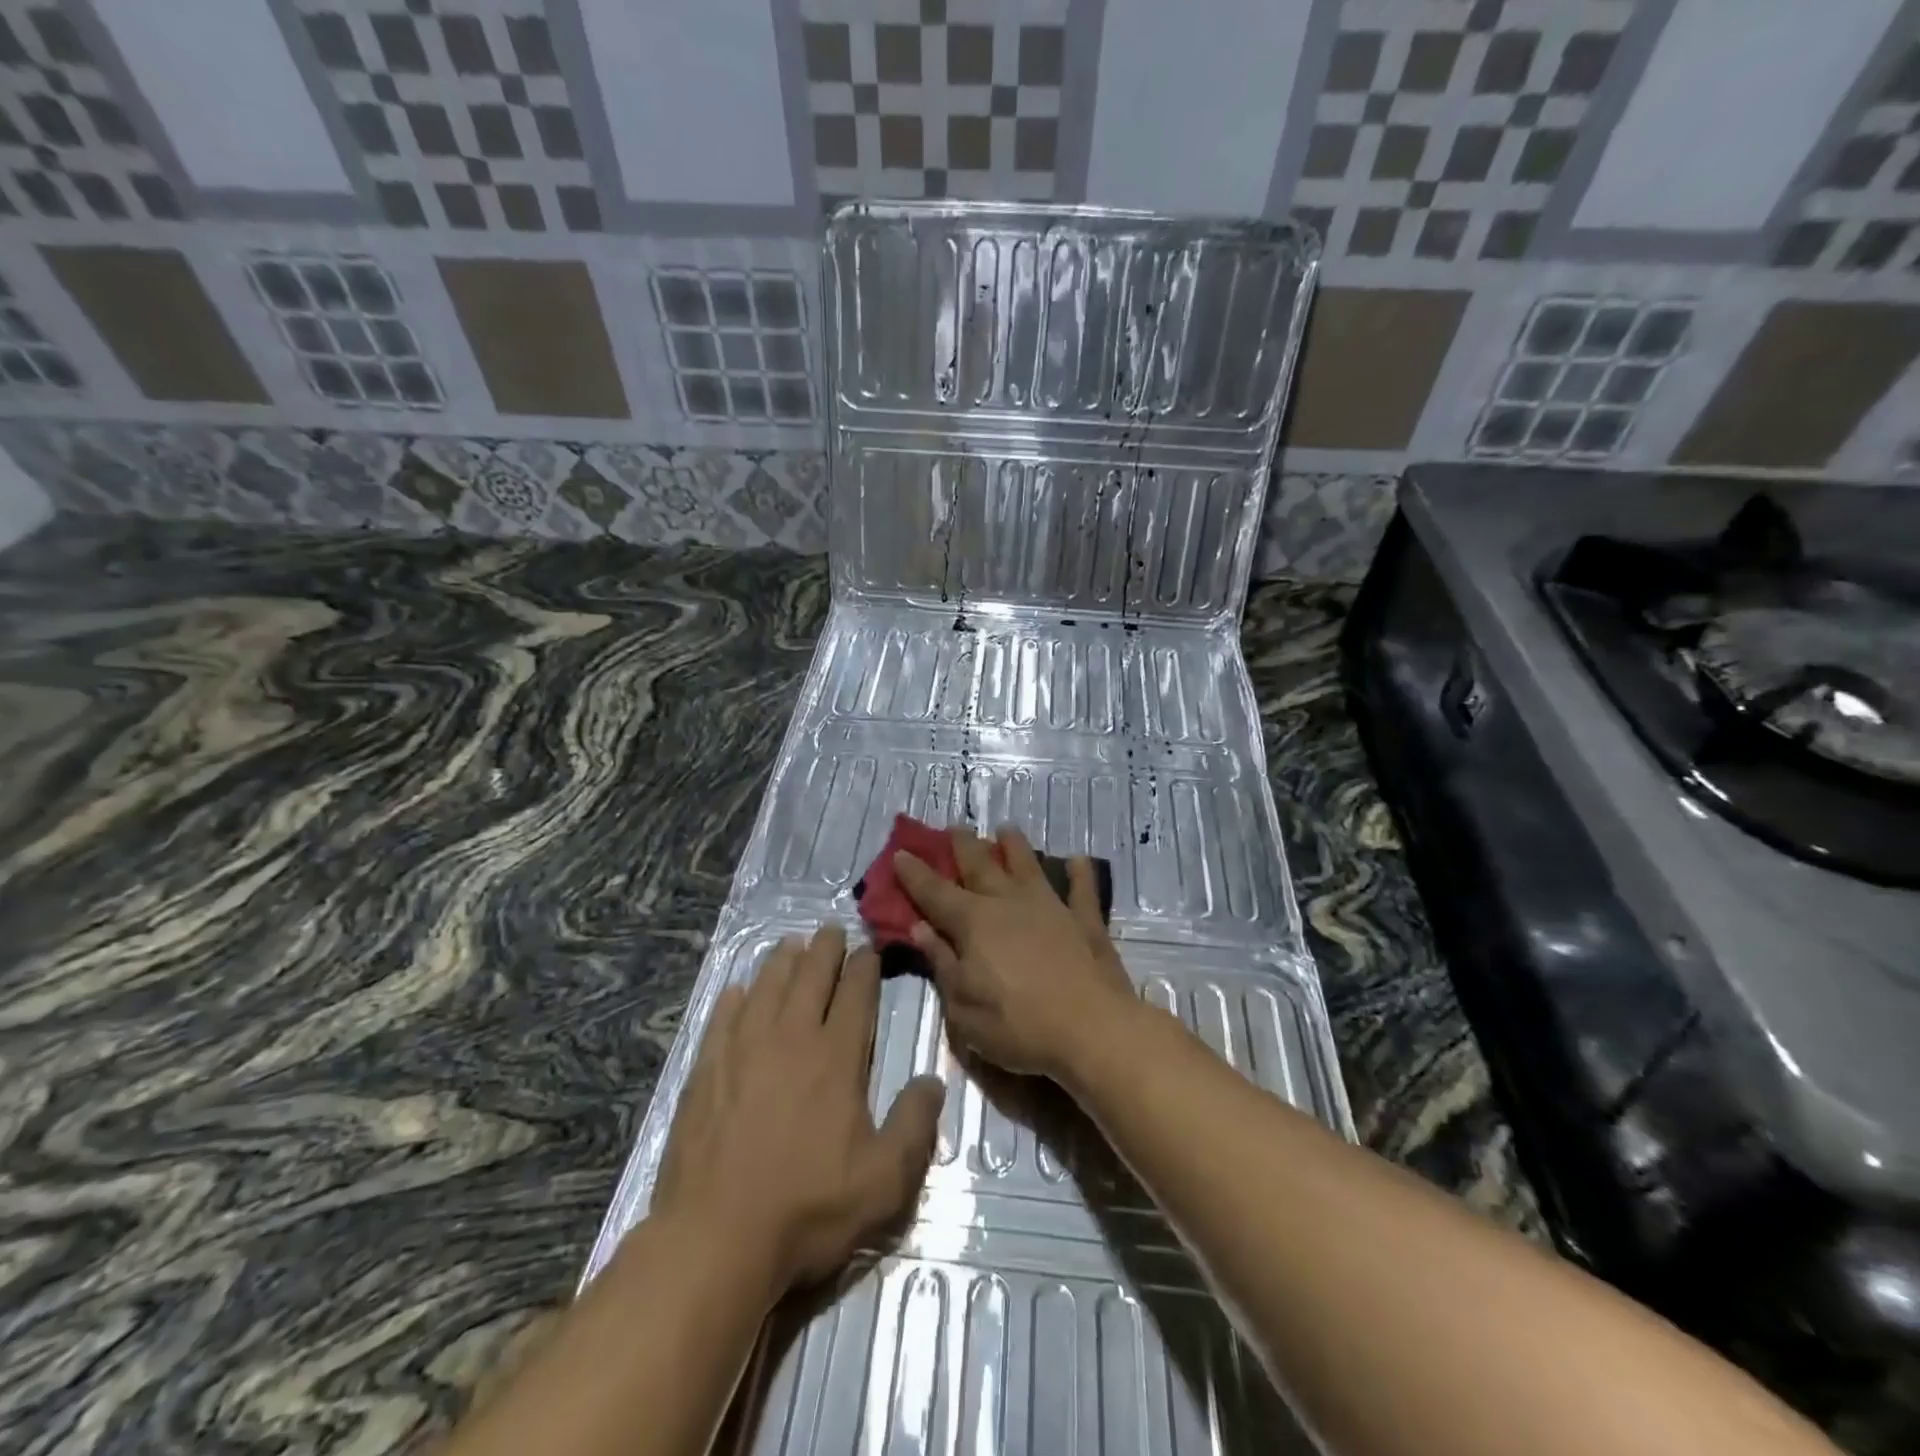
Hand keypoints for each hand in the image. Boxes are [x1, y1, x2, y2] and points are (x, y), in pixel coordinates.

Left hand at [650, 925, 944, 1296]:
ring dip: (782, 961)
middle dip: (825, 949)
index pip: (855, 995)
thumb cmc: (807, 1208)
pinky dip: (734, 998)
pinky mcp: (706, 1070)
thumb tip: (933, 1080)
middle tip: (831, 930)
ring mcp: (743, 1050)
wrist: (715, 1238)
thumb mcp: (884, 1180)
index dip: (864, 968)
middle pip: (810, 977)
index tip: (869, 949)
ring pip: (767, 987)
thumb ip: (915, 1125)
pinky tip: (738, 989)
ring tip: (791, 944)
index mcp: (836, 1057)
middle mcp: (791, 1038)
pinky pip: (722, 1018)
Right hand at [893, 826, 1135, 1080]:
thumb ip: (942, 963)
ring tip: (1006, 828)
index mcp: (973, 923)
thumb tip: (920, 929)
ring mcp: (1050, 906)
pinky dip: (1080, 873)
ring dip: (1015, 846)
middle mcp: (1008, 903)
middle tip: (954, 826)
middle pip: (980, 866)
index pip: (935, 893)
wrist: (1092, 1030)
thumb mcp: (963, 1007)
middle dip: (963, 845)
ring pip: (1027, 866)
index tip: (900, 853)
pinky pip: (1082, 889)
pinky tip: (1078, 859)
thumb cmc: (1018, 1025)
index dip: (914, 873)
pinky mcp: (1085, 920)